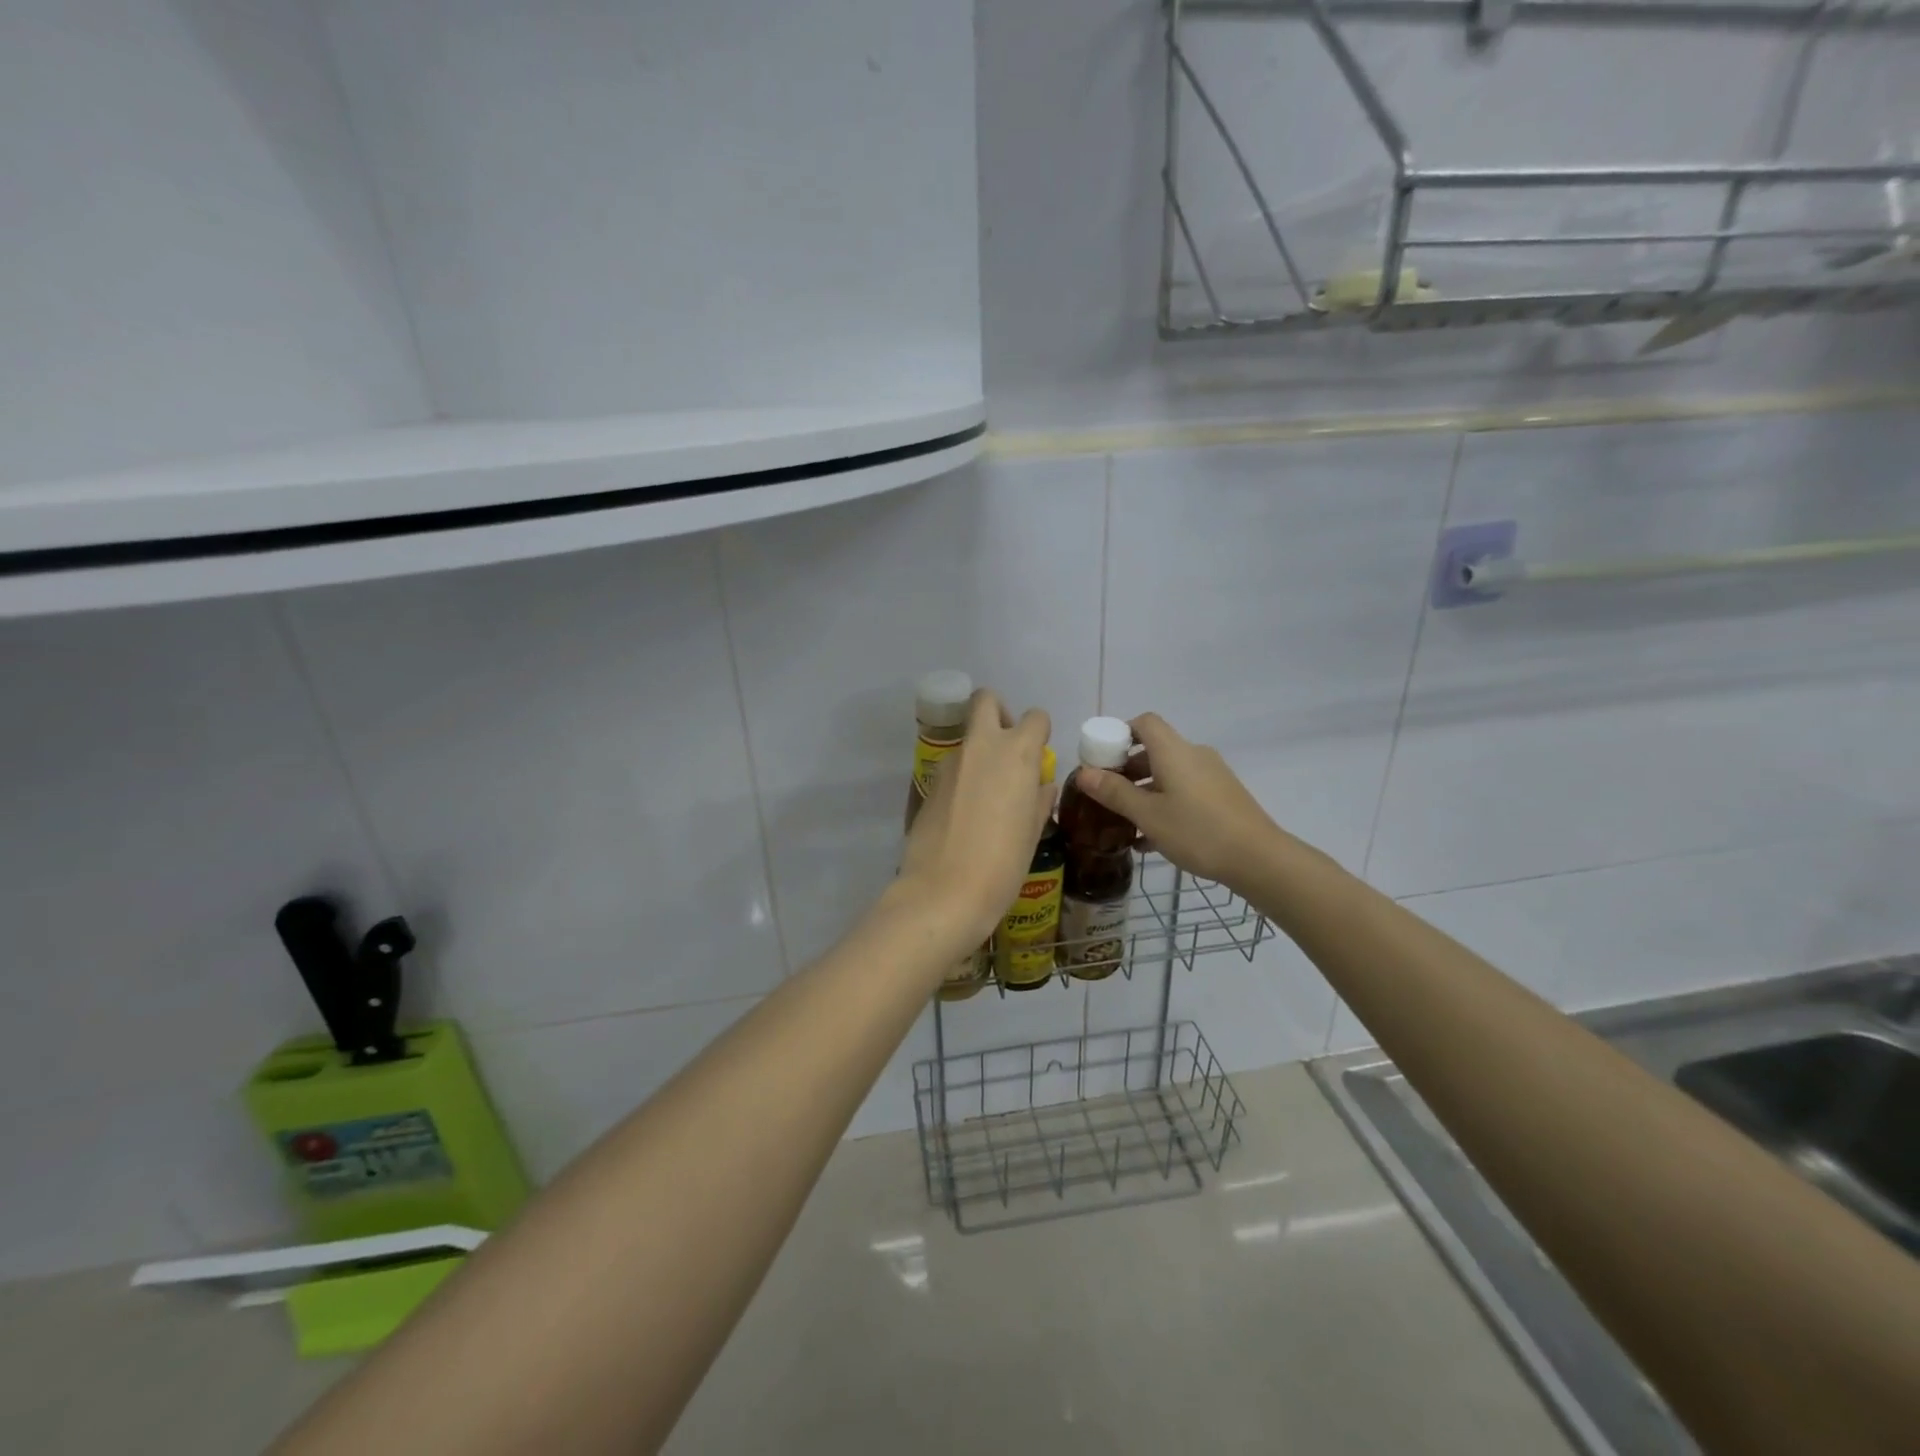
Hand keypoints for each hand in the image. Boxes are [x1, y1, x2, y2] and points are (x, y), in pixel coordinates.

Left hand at [897, 690, 1054, 948]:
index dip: (1039, 733)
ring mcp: (949, 763)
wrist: (944, 892)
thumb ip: (1037, 799)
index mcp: (1016, 753)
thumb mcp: (1032, 832)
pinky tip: (965, 812)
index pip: (1034, 717)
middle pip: (986, 700)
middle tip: (1006, 749)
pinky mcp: (928, 783)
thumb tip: (1040, 785)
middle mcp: (981, 746)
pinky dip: (961, 776)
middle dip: (998, 713)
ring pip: (967, 737)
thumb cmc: (1003, 864)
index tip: (1038, 756)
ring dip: (979, 751)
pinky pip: (951, 767)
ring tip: (987, 793)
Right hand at [1073, 713, 1279, 891]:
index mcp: (1174, 752)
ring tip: (1124, 822)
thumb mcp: (1148, 815)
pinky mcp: (1222, 796)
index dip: (1119, 733)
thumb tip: (1083, 772)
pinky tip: (1151, 839)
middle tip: (1106, 795)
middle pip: (1154, 750)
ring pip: (1169, 774)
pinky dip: (1165, 804)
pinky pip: (1185, 791)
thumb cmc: (1197, 831)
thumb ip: (1114, 792)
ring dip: (1144, 791)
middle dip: (1127, 769)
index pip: (1144, 723)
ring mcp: (1212, 776)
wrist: (1258, 858)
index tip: (1101, 758)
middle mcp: (1194, 755)